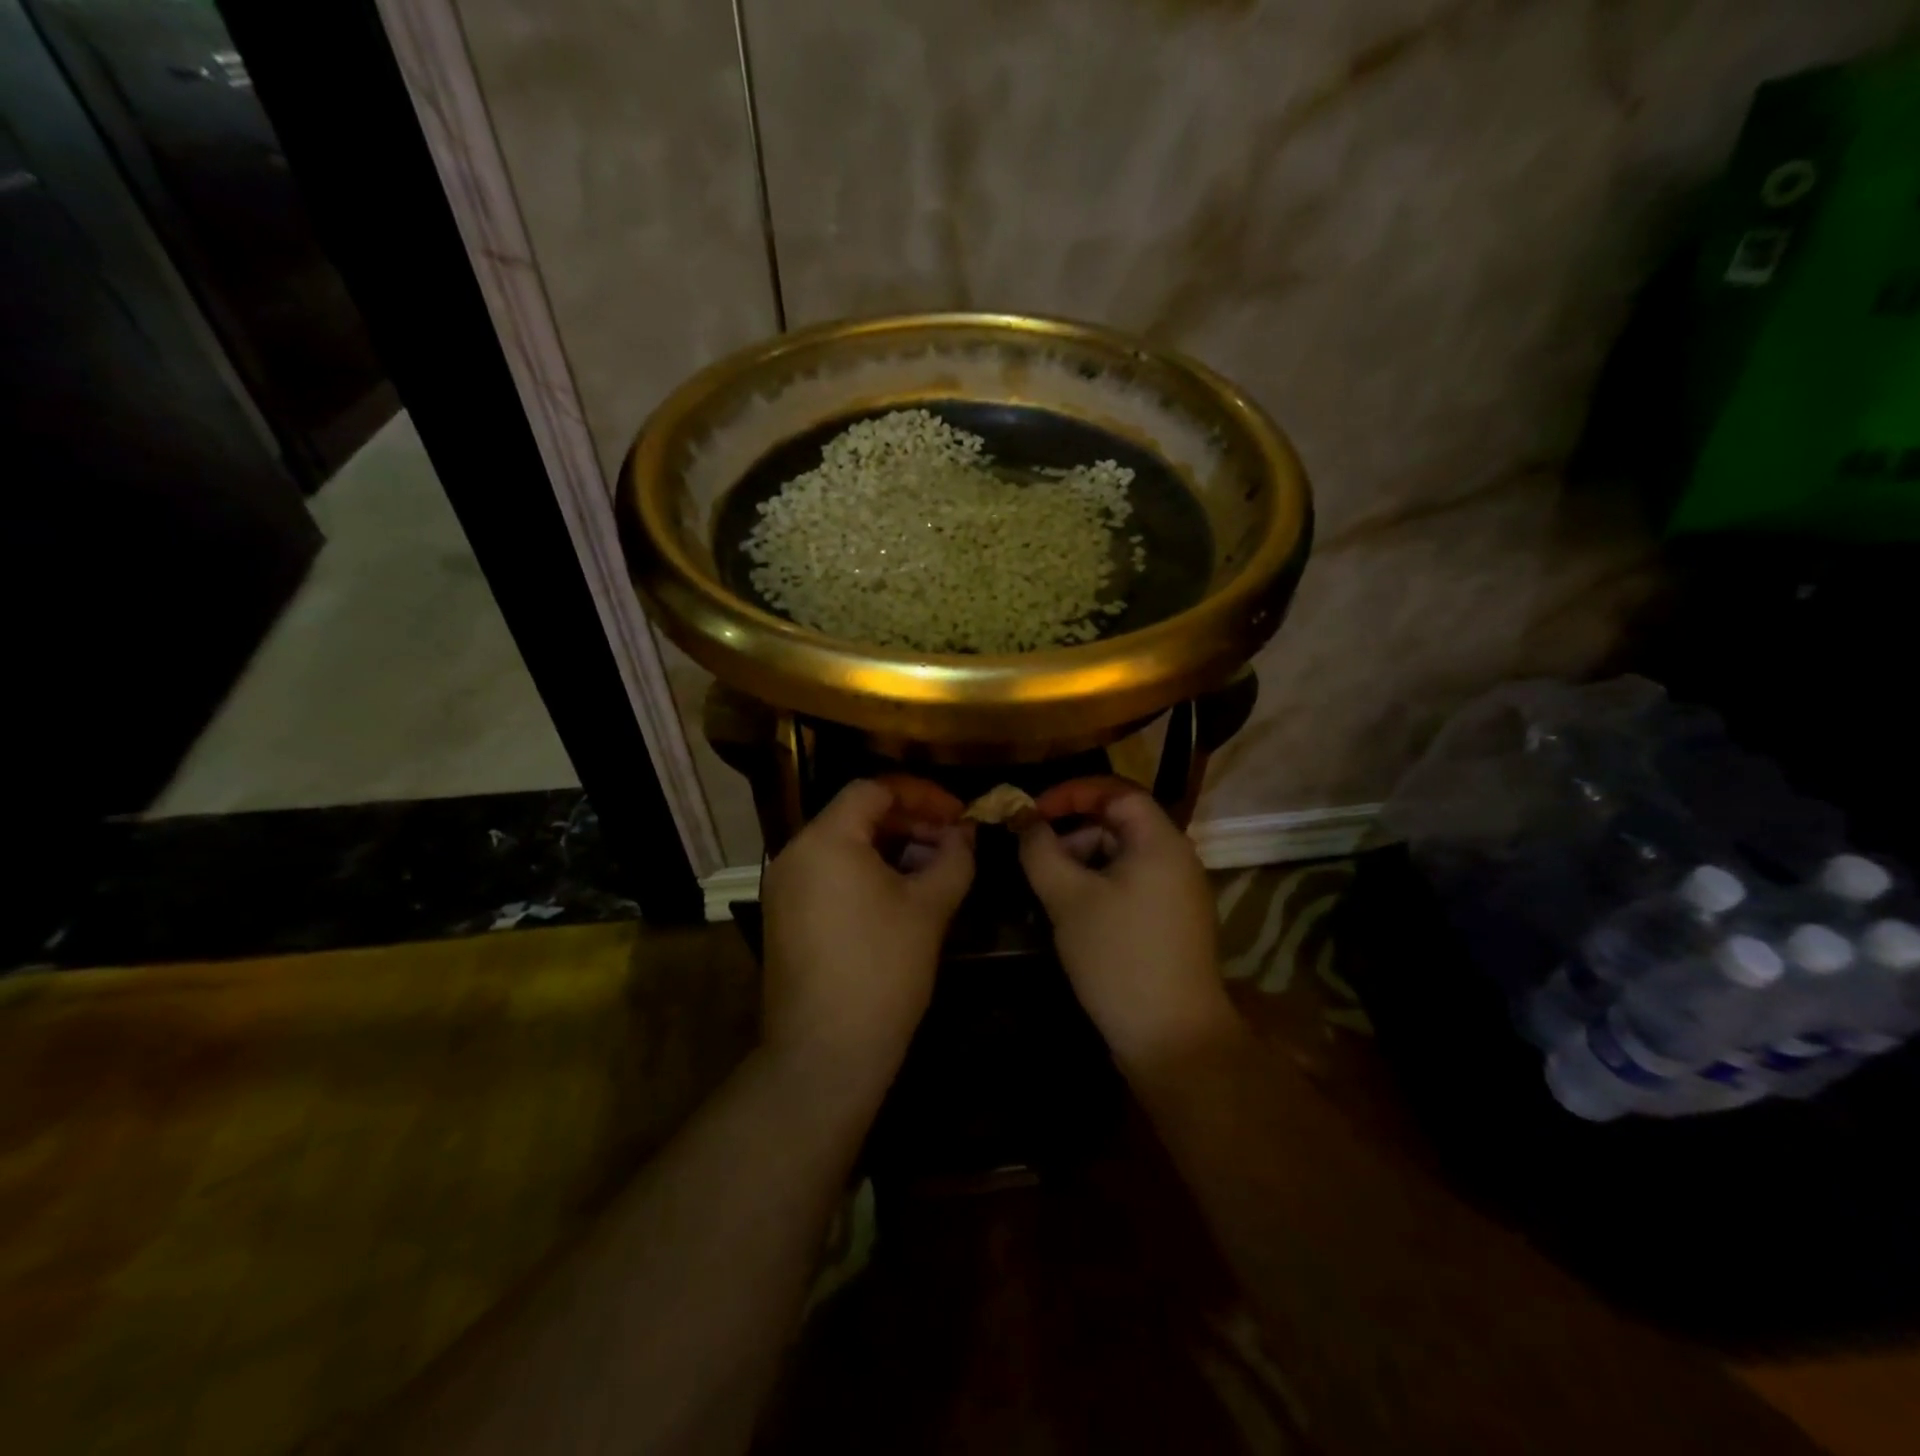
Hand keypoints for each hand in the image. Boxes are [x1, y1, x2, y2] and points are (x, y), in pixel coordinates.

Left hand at [759, 777, 974, 1091]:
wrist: (825, 1052)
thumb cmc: (882, 969)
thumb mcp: (929, 907)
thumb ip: (954, 858)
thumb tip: (965, 834)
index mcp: (826, 839)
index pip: (874, 789)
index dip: (922, 794)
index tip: (958, 814)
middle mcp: (795, 853)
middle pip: (857, 815)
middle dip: (910, 822)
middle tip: (952, 844)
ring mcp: (785, 887)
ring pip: (845, 846)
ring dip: (892, 849)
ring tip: (933, 871)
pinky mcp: (786, 917)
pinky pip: (830, 874)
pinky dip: (867, 872)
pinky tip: (901, 897)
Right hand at [1018, 777, 1234, 1070]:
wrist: (1172, 1037)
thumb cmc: (1118, 956)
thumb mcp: (1068, 898)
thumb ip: (1041, 851)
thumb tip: (1024, 821)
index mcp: (1160, 841)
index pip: (1116, 792)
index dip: (1071, 793)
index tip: (1032, 813)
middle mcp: (1176, 858)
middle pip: (1119, 823)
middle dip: (1072, 833)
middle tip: (1035, 858)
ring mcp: (1178, 892)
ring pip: (1122, 857)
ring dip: (1082, 862)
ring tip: (1049, 892)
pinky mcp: (1171, 921)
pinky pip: (1130, 884)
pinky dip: (1098, 886)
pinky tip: (1073, 915)